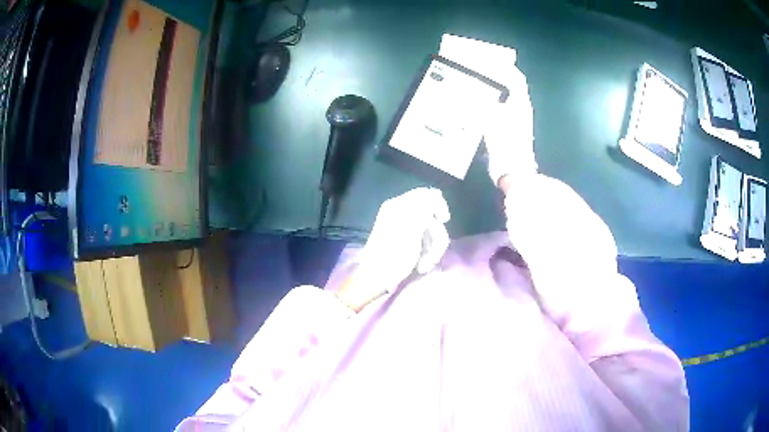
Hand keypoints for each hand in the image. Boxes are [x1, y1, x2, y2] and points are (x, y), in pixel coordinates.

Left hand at [336, 188, 449, 310]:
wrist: (377, 278)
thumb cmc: (394, 254)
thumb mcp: (411, 227)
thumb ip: (424, 206)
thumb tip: (436, 193)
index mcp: (399, 205)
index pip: (427, 195)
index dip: (439, 206)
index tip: (444, 220)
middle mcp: (401, 213)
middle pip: (432, 217)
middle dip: (436, 237)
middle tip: (432, 254)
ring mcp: (404, 229)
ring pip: (430, 233)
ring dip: (432, 249)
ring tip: (425, 264)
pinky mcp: (406, 243)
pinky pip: (424, 243)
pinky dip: (426, 254)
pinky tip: (421, 265)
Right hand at [483, 65, 536, 186]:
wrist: (513, 170)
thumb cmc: (506, 142)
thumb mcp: (491, 118)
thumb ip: (481, 103)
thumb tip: (471, 94)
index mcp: (520, 103)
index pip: (517, 79)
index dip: (507, 68)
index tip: (494, 62)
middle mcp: (521, 110)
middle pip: (511, 89)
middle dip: (497, 79)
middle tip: (481, 74)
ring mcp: (516, 122)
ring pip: (504, 101)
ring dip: (492, 94)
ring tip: (476, 88)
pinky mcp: (508, 133)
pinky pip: (498, 113)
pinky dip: (488, 107)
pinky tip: (476, 109)